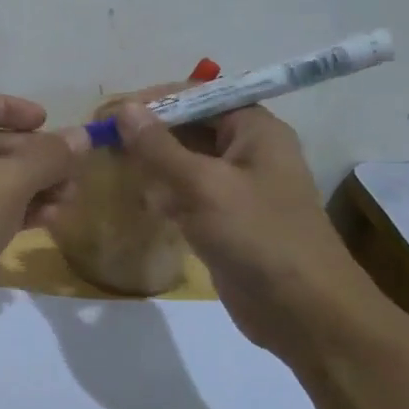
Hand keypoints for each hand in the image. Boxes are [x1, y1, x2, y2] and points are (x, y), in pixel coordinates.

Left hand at [0, 93, 85, 329]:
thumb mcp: (8, 181)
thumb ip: (48, 156)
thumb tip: (83, 136)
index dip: (13, 109)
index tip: (48, 121)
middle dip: (32, 157)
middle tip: (73, 168)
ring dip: (30, 186)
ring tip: (70, 198)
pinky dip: (14, 210)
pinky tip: (50, 219)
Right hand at [111, 101, 377, 350]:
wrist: (305, 312)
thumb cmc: (258, 236)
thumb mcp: (203, 185)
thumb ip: (160, 147)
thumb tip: (125, 108)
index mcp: (255, 129)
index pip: (199, 96)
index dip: (155, 100)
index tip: (111, 112)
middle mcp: (249, 151)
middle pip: (191, 128)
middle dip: (150, 133)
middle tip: (103, 141)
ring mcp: (238, 189)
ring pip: (186, 163)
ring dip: (153, 164)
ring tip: (110, 166)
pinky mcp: (227, 221)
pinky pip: (189, 196)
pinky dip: (164, 194)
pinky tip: (137, 200)